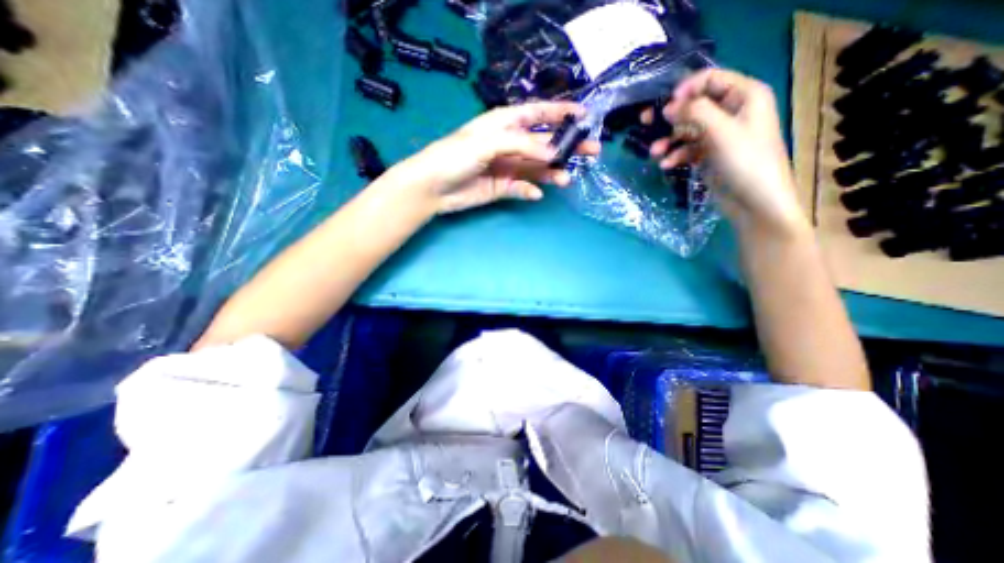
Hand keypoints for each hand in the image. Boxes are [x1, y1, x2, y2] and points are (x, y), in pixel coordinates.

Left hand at [399, 102, 602, 214]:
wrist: (434, 187)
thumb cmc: (455, 156)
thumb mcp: (488, 142)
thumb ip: (521, 144)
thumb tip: (552, 152)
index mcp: (505, 124)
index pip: (537, 114)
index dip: (561, 113)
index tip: (584, 116)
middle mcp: (509, 144)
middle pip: (544, 143)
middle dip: (566, 146)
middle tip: (590, 152)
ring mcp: (507, 167)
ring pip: (536, 169)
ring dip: (552, 173)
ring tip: (565, 179)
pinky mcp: (503, 187)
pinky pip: (522, 188)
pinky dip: (530, 191)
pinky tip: (535, 194)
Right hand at [643, 68, 804, 235]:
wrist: (755, 202)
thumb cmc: (745, 161)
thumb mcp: (721, 132)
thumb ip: (695, 113)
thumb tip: (668, 106)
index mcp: (744, 96)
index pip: (710, 79)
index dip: (686, 89)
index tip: (665, 106)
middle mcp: (731, 112)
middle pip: (694, 105)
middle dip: (670, 116)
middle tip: (645, 123)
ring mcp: (718, 135)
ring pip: (687, 130)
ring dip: (668, 140)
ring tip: (654, 153)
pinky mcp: (709, 156)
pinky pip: (687, 149)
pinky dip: (675, 156)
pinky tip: (665, 165)